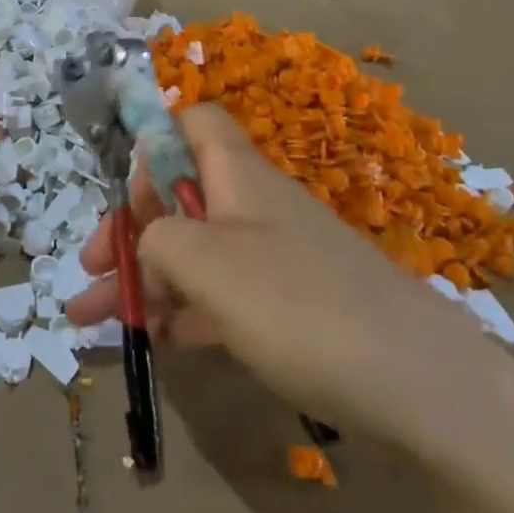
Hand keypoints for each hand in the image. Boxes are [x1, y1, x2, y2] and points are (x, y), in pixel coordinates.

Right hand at [65, 105, 513, 450]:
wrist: (424, 389)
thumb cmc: (301, 307)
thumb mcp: (207, 265)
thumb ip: (157, 239)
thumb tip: (148, 241)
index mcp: (238, 177)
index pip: (194, 123)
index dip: (154, 141)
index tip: (125, 191)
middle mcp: (255, 208)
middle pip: (181, 196)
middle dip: (128, 230)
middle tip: (89, 272)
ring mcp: (276, 260)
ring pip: (195, 253)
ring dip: (143, 279)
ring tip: (93, 319)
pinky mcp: (292, 309)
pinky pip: (223, 297)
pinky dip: (185, 311)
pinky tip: (156, 341)